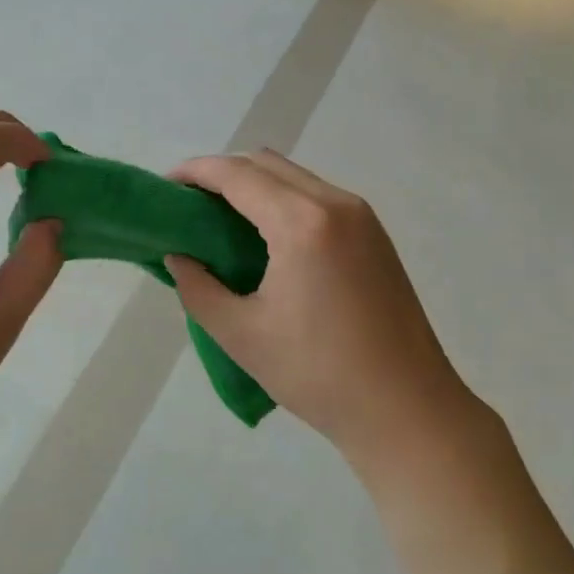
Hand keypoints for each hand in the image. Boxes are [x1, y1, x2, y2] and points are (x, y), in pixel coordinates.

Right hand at [165, 150, 469, 465]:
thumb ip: (197, 288)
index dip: (196, 171)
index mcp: (302, 223)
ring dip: (255, 185)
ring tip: (223, 222)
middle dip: (223, 173)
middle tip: (191, 206)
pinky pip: (317, 197)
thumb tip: (180, 257)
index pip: (237, 175)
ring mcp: (362, 217)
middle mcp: (335, 204)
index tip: (166, 186)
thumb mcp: (242, 334)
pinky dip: (284, 200)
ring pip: (295, 177)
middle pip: (266, 164)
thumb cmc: (318, 374)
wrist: (407, 409)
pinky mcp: (375, 235)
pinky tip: (267, 238)